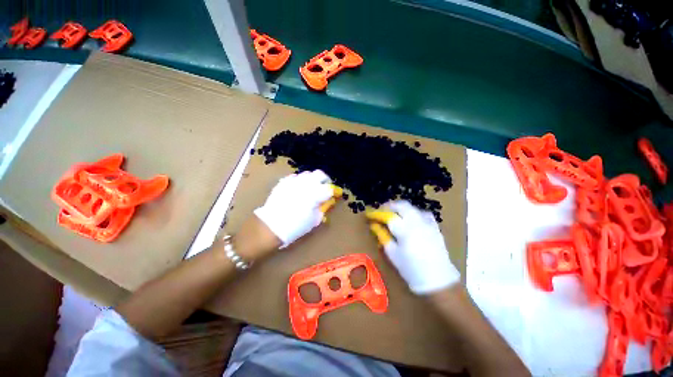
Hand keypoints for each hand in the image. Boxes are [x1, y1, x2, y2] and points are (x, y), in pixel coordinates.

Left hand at [254, 170, 339, 246]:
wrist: (271, 226)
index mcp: (315, 194)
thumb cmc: (296, 226)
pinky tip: (298, 188)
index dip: (334, 191)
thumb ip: (323, 208)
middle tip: (324, 187)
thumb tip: (328, 201)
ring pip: (307, 173)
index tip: (336, 194)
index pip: (330, 188)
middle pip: (320, 174)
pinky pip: (294, 177)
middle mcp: (306, 184)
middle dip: (324, 180)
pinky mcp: (283, 182)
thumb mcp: (314, 220)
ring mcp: (293, 181)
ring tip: (311, 187)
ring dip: (312, 179)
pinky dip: (299, 181)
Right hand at [366, 200, 458, 293]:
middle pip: (402, 206)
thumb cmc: (411, 270)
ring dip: (401, 208)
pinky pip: (423, 213)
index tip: (370, 214)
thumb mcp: (393, 254)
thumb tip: (374, 225)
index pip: (388, 216)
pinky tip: (411, 219)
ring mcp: (428, 224)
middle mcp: (417, 223)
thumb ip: (383, 237)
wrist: (438, 281)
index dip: (377, 213)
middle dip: (389, 206)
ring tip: (395, 214)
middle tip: (381, 211)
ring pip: (412, 208)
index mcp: (405, 231)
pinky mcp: (435, 227)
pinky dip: (414, 212)